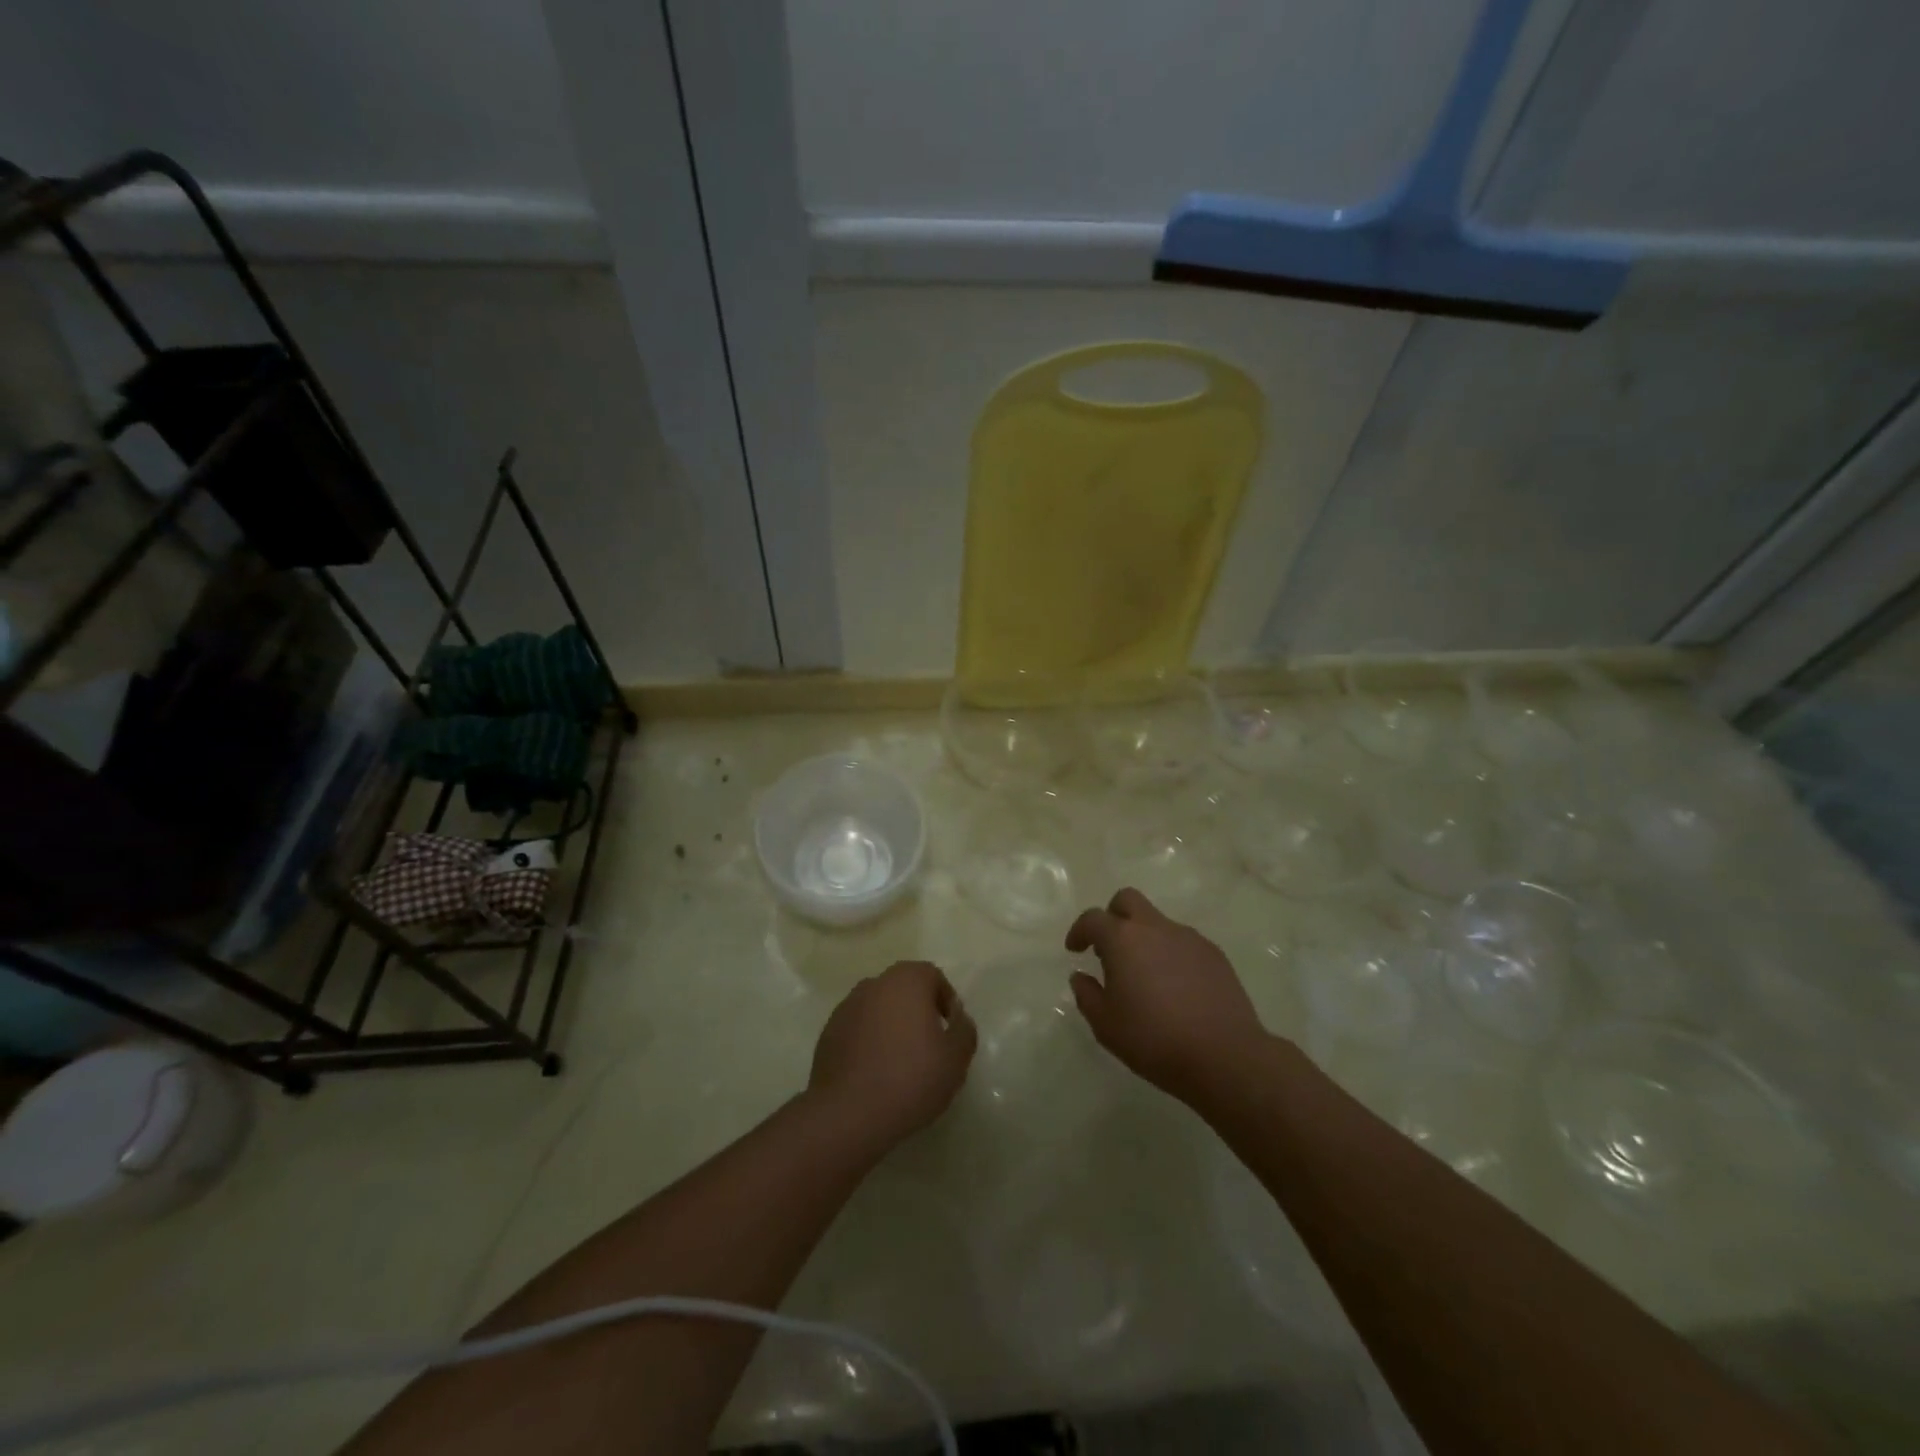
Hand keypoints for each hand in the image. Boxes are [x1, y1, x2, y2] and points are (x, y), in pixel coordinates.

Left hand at [808, 960, 976, 1153]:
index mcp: (906, 981)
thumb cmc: (910, 1078)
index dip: (945, 1000)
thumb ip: (964, 1029)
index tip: (949, 1031)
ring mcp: (846, 1007)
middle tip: (929, 1046)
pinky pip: (858, 1029)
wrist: (848, 1113)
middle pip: (903, 989)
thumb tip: (956, 1016)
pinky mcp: (827, 1033)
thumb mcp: (956, 1058)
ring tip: (900, 1063)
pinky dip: (869, 1042)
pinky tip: (875, 1073)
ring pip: (878, 1008)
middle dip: (918, 1011)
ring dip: (891, 1026)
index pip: (932, 976)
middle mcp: (874, 984)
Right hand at [1066, 888, 1269, 1106]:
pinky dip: (1171, 954)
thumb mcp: (1106, 1025)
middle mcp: (1155, 928)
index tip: (1075, 949)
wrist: (1224, 1055)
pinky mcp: (1215, 954)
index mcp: (1123, 939)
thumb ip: (1087, 995)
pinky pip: (1183, 943)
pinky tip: (1175, 987)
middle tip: (1108, 947)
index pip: (1093, 918)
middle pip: (1128, 900)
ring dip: (1144, 938)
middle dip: (1113, 915)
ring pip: (1158, 922)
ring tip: (1145, 976)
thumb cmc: (1154, 1039)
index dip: (1079, 930)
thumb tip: (1081, 977)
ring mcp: (1189, 938)